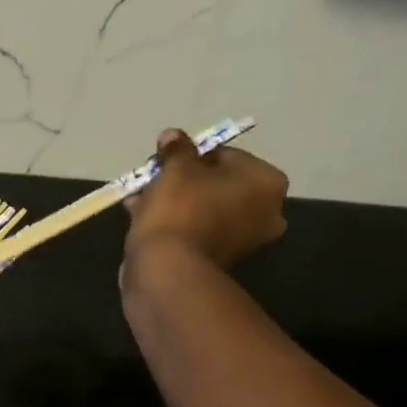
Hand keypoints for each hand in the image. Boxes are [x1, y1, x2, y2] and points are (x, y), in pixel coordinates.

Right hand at [123, 127, 289, 273]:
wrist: (166, 270)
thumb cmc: (179, 209)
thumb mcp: (176, 168)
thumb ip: (177, 149)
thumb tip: (172, 135)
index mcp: (267, 183)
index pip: (227, 156)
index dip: (192, 156)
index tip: (165, 161)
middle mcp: (266, 212)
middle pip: (217, 185)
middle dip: (183, 181)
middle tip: (153, 180)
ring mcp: (243, 242)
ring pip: (204, 210)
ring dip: (174, 202)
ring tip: (140, 200)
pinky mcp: (217, 262)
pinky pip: (196, 232)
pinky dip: (175, 224)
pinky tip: (144, 219)